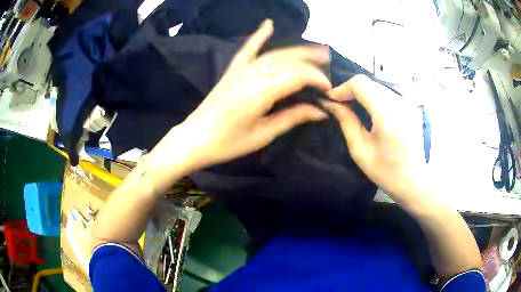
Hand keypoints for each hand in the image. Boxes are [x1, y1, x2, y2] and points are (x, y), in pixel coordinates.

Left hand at [173, 19, 330, 170]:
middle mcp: (251, 74)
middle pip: (288, 61)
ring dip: (297, 50)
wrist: (195, 139)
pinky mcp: (232, 70)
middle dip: (312, 62)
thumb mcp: (263, 134)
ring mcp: (240, 69)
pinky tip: (268, 24)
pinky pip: (248, 49)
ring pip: (274, 54)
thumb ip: (293, 117)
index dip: (317, 79)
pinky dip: (259, 35)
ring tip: (317, 50)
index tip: (330, 88)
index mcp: (260, 92)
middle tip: (330, 65)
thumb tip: (321, 111)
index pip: (297, 76)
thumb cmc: (228, 143)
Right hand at [324, 75, 427, 200]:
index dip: (343, 88)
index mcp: (388, 115)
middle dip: (352, 90)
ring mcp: (408, 103)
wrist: (413, 180)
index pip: (361, 84)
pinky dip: (375, 97)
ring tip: (353, 106)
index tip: (332, 99)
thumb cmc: (386, 172)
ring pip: (378, 86)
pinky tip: (370, 110)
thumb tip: (332, 103)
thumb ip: (346, 122)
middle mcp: (400, 103)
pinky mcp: (411, 105)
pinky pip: (388, 93)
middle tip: (340, 104)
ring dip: (363, 93)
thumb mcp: (360, 150)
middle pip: (370, 83)